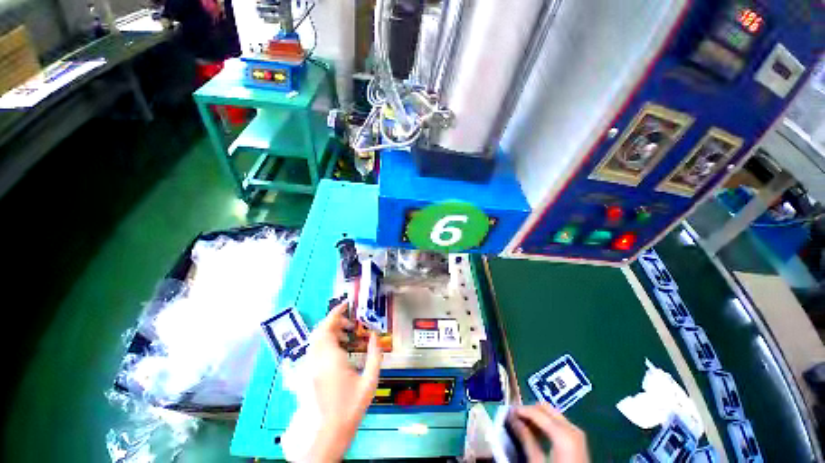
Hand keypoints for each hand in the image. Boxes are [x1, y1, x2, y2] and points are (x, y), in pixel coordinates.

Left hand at [306, 303, 382, 461]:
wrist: (326, 434)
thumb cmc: (350, 408)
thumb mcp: (369, 382)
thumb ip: (375, 355)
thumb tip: (375, 336)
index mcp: (330, 359)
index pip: (328, 327)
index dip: (336, 312)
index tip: (346, 304)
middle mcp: (316, 359)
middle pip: (320, 330)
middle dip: (334, 321)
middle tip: (350, 324)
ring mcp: (309, 367)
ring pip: (315, 339)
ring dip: (330, 332)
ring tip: (347, 336)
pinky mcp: (307, 374)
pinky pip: (314, 349)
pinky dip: (325, 342)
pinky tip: (339, 350)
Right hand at [510, 404, 588, 462]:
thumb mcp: (537, 462)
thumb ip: (526, 438)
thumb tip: (512, 419)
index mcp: (563, 434)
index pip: (537, 412)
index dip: (521, 410)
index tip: (508, 411)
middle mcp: (572, 428)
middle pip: (546, 408)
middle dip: (529, 410)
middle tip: (515, 417)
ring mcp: (577, 433)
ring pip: (553, 414)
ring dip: (537, 416)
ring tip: (523, 424)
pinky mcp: (578, 440)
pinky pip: (559, 423)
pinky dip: (546, 423)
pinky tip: (537, 432)